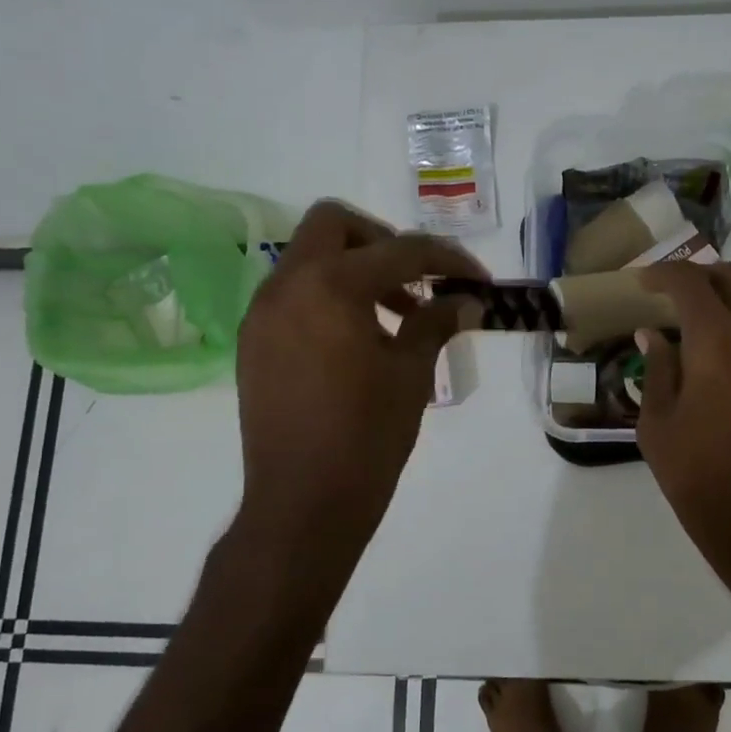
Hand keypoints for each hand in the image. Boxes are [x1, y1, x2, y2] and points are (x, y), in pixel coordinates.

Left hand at [232, 201, 484, 594]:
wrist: (303, 505)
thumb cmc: (366, 438)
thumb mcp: (411, 374)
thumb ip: (436, 322)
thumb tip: (466, 300)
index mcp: (330, 286)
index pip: (400, 250)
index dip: (446, 260)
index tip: (477, 280)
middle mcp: (287, 286)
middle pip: (333, 225)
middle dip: (382, 241)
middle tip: (416, 280)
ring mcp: (262, 314)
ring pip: (308, 259)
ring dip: (354, 270)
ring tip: (395, 316)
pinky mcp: (253, 343)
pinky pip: (293, 295)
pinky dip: (327, 298)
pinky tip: (356, 340)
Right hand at [635, 262, 730, 590]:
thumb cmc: (700, 475)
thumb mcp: (658, 424)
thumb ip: (657, 368)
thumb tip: (653, 333)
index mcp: (718, 339)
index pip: (690, 282)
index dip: (662, 275)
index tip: (643, 283)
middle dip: (698, 277)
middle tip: (673, 296)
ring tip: (714, 311)